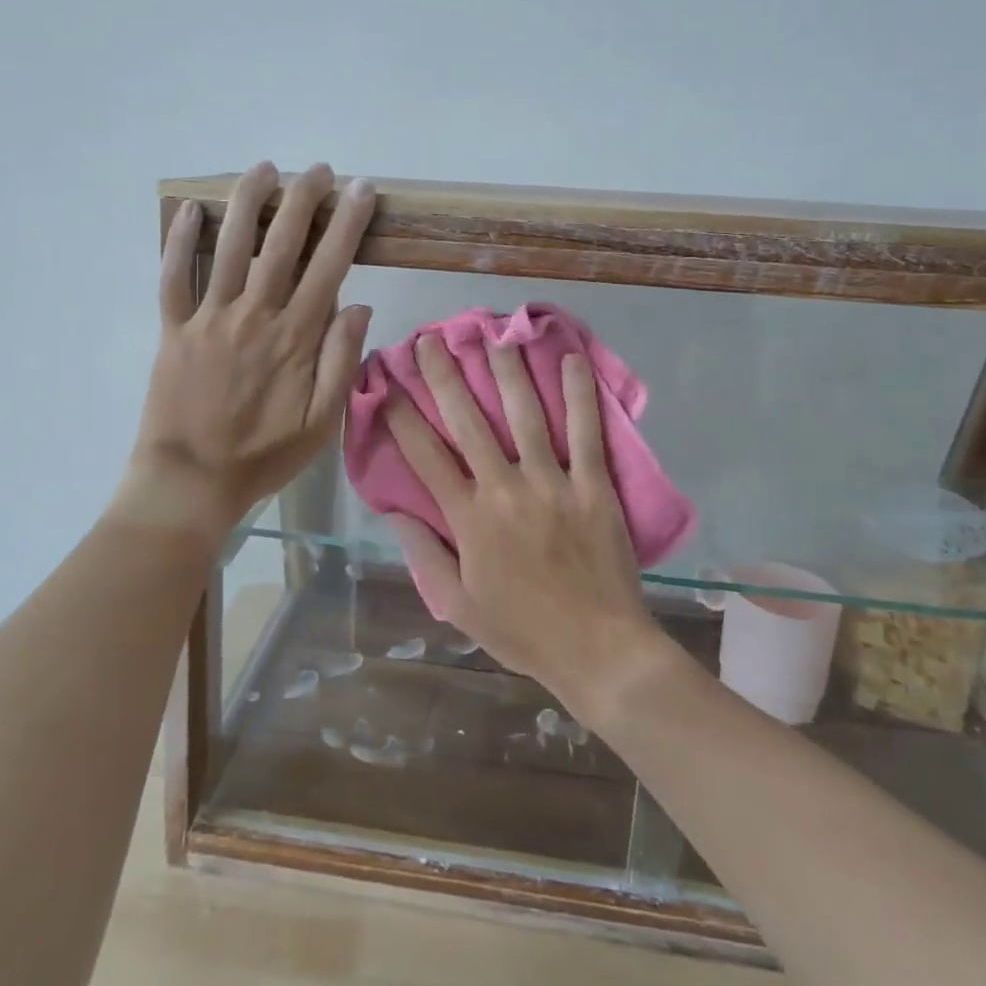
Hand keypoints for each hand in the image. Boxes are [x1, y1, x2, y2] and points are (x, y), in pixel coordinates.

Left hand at [131, 162, 375, 530]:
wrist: (191, 481)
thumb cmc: (264, 455)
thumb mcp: (322, 423)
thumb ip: (342, 362)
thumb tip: (360, 305)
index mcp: (294, 337)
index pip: (329, 266)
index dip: (347, 223)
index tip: (361, 190)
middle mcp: (253, 315)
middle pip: (281, 243)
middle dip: (303, 200)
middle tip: (318, 170)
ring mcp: (209, 318)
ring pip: (229, 247)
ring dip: (248, 203)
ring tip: (264, 169)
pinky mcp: (174, 329)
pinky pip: (173, 277)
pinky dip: (179, 241)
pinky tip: (190, 208)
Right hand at [384, 334, 668, 713]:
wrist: (600, 651)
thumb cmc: (524, 631)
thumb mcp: (459, 605)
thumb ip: (425, 555)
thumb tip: (395, 512)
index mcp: (469, 519)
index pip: (425, 456)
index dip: (401, 415)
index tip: (386, 382)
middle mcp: (505, 489)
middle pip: (468, 421)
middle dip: (444, 376)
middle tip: (430, 339)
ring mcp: (553, 484)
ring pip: (525, 415)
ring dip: (506, 371)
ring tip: (493, 334)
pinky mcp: (593, 486)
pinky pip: (587, 432)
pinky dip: (579, 394)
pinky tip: (571, 360)